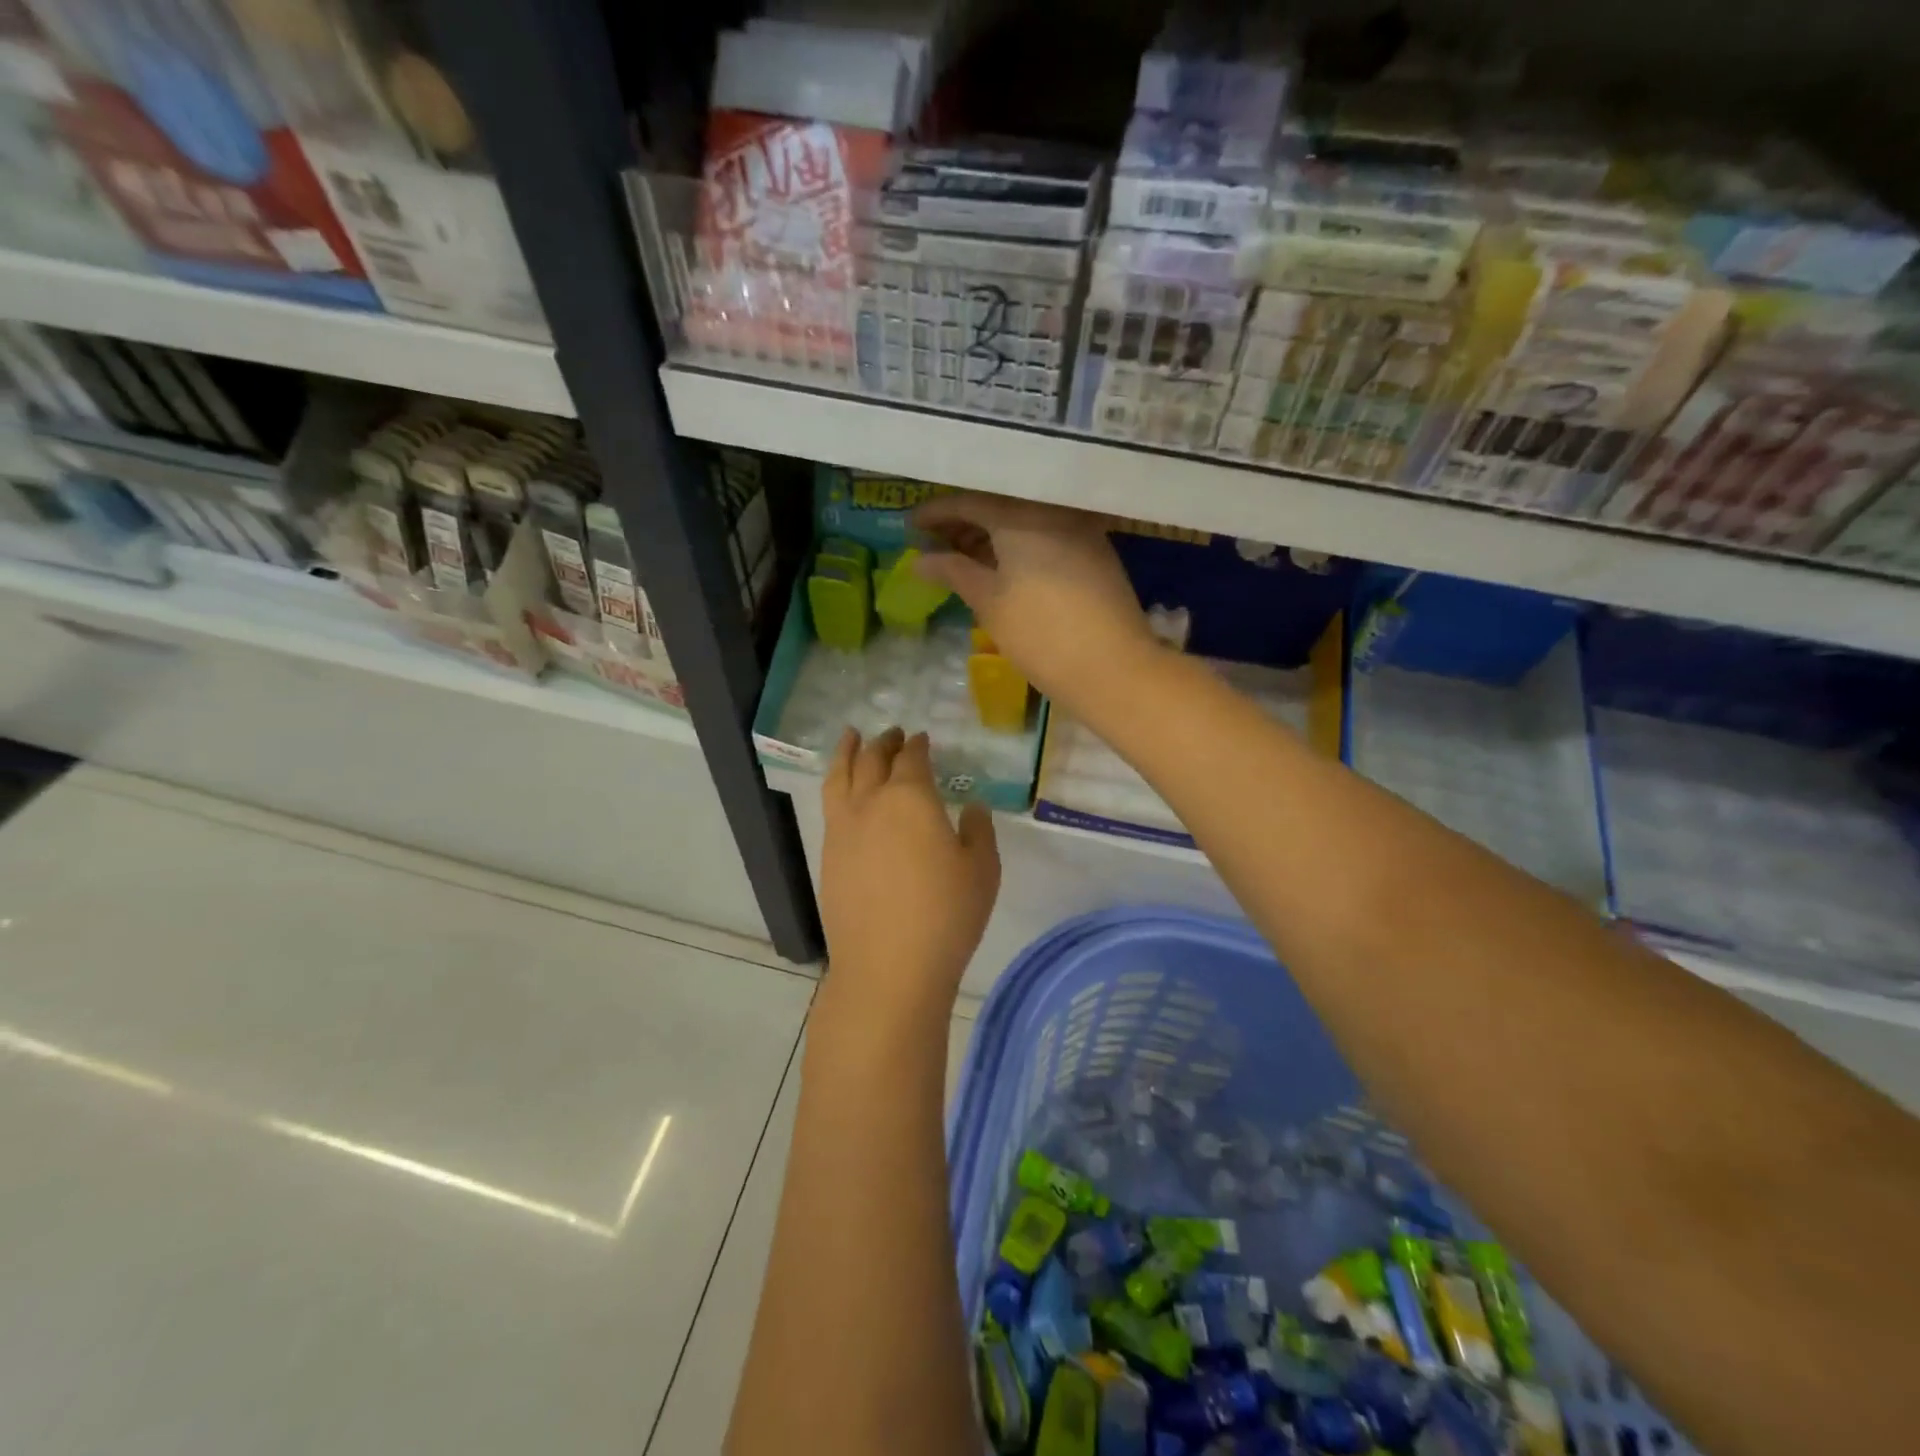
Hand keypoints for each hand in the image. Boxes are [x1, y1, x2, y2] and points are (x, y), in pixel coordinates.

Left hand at [819, 728, 999, 1026]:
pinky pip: (830, 804)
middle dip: (884, 742)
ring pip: (840, 776)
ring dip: (848, 752)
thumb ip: (979, 831)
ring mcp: (842, 828)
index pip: (913, 759)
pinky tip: (844, 790)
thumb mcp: (982, 870)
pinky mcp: (827, 855)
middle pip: (873, 760)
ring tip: (851, 737)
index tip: (923, 738)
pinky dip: (836, 783)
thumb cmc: (945, 916)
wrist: (887, 967)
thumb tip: (971, 807)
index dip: (918, 745)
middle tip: (893, 733)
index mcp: (911, 798)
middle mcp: (870, 803)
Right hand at [912, 492, 1158, 712]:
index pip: (969, 502)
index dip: (936, 514)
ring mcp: (1080, 529)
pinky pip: (1047, 534)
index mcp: (1021, 515)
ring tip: (963, 557)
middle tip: (934, 543)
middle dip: (964, 523)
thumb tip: (919, 560)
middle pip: (999, 505)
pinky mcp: (1096, 551)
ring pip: (1025, 520)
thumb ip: (953, 572)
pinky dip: (1020, 544)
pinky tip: (1004, 565)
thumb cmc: (1040, 634)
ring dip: (992, 535)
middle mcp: (1052, 510)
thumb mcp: (988, 602)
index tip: (910, 527)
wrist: (1113, 667)